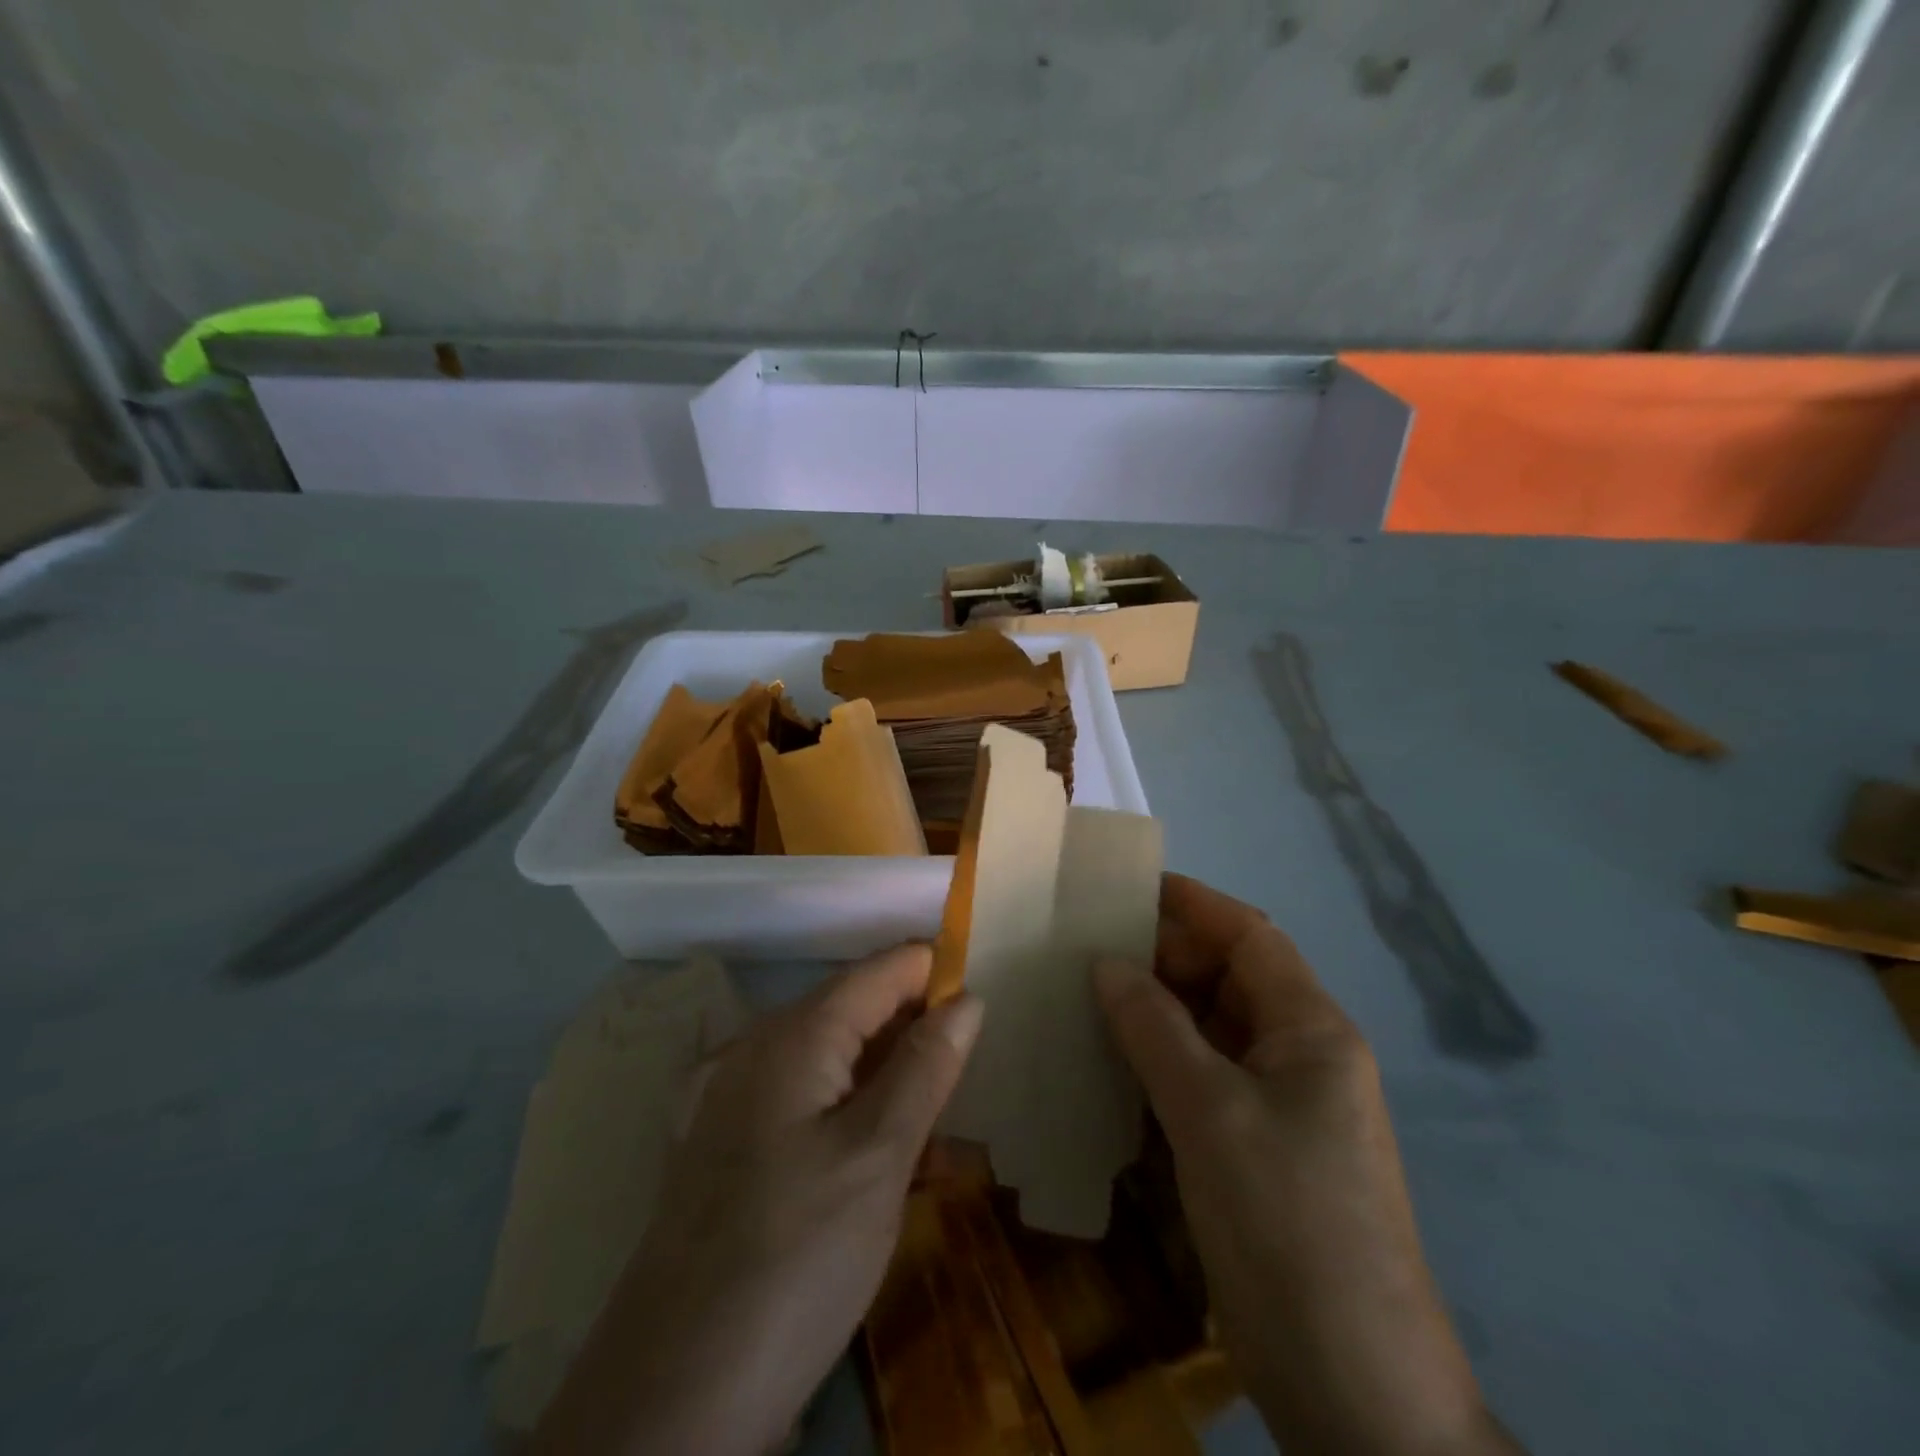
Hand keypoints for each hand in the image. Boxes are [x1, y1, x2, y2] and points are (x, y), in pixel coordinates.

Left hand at [533, 944, 983, 1455]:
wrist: (670, 1402)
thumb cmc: (794, 1259)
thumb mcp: (879, 1158)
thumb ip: (926, 1067)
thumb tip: (966, 998)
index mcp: (794, 1034)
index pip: (880, 970)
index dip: (937, 975)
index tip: (987, 1010)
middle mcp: (759, 1048)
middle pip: (857, 1011)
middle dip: (917, 1037)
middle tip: (967, 1091)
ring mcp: (737, 1099)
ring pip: (836, 1062)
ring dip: (892, 1086)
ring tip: (938, 1144)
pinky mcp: (731, 1148)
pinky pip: (808, 1105)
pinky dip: (854, 1120)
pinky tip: (886, 1171)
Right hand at [1094, 875, 1521, 1455]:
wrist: (1357, 1394)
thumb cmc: (1288, 1226)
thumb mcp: (1211, 1114)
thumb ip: (1155, 1029)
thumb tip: (1106, 964)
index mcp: (1311, 1031)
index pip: (1250, 937)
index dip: (1192, 904)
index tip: (1126, 887)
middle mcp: (1301, 1057)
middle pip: (1228, 980)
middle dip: (1163, 959)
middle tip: (1086, 950)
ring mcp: (1281, 1108)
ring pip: (1211, 1032)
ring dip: (1155, 1013)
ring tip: (1084, 997)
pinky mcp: (1258, 1152)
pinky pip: (1204, 1081)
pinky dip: (1159, 1064)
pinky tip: (1109, 1067)